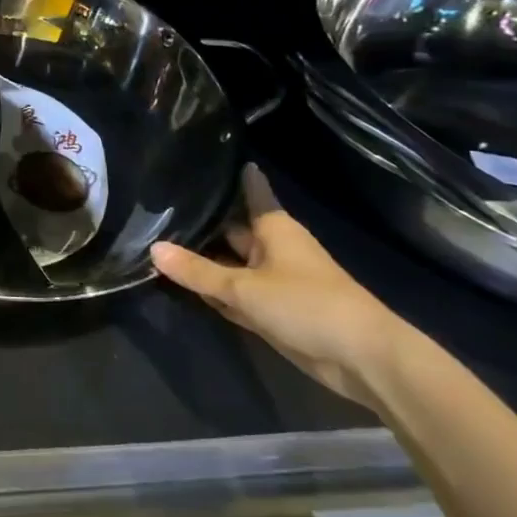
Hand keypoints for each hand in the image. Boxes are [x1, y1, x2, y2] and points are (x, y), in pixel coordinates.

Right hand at [151, 165, 414, 409]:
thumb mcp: (244, 287)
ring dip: (201, 262)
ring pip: (229, 264)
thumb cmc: (307, 305)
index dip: (231, 175)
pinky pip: (234, 293)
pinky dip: (213, 291)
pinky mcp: (271, 311)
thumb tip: (153, 248)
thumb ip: (197, 272)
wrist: (362, 359)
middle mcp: (271, 248)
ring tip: (156, 241)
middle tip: (155, 208)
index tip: (204, 157)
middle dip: (199, 224)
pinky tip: (181, 285)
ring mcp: (272, 281)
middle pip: (230, 230)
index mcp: (273, 228)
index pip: (249, 190)